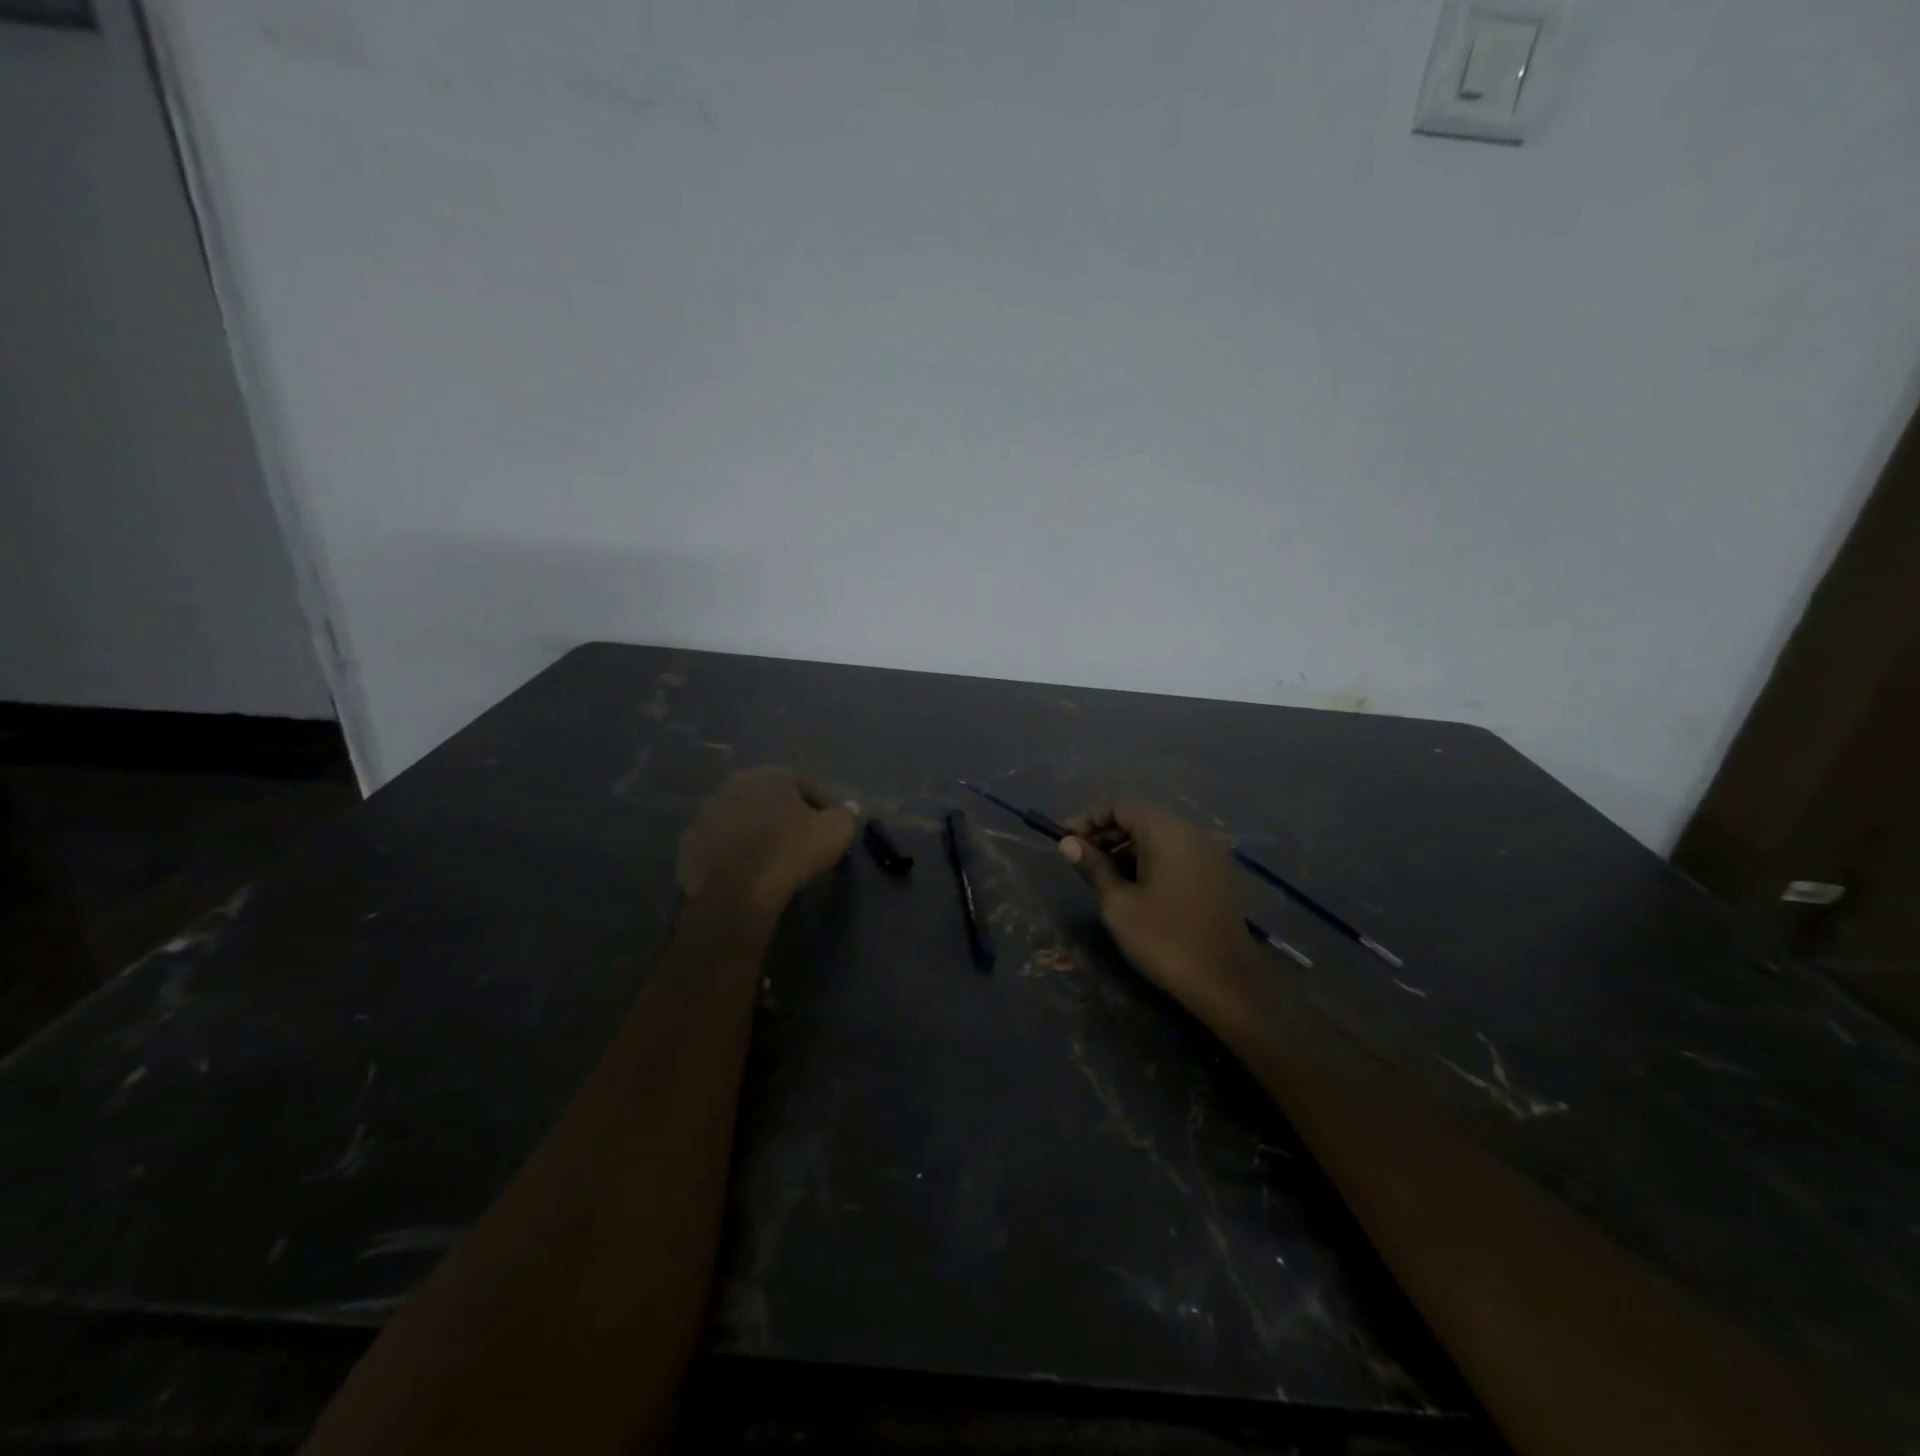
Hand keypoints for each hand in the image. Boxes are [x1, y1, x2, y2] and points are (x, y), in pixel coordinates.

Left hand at [677, 768, 857, 914]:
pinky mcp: (687, 847)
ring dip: (751, 834)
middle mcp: (732, 786)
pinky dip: (729, 856)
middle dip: (780, 816)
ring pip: (737, 821)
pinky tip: (743, 874)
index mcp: (768, 775)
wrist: (737, 892)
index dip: (818, 805)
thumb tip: (848, 808)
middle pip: (765, 799)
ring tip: (768, 860)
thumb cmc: (790, 852)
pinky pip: (716, 847)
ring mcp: (704, 816)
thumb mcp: (836, 830)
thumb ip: (846, 814)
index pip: (801, 783)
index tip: (828, 828)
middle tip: (797, 841)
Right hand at [1059, 803, 1255, 1015]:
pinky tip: (1135, 887)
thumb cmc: (1164, 939)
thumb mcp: (1118, 904)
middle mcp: (1193, 833)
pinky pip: (1178, 853)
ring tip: (1104, 876)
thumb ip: (1094, 867)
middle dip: (1109, 834)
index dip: (1090, 819)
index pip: (1122, 807)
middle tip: (1081, 858)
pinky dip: (1152, 860)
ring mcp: (1210, 854)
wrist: (1225, 983)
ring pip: (1161, 836)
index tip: (1066, 840)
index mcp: (1168, 832)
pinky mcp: (1218, 875)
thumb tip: (1068, 843)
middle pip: (1143, 818)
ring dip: (1129, 848)